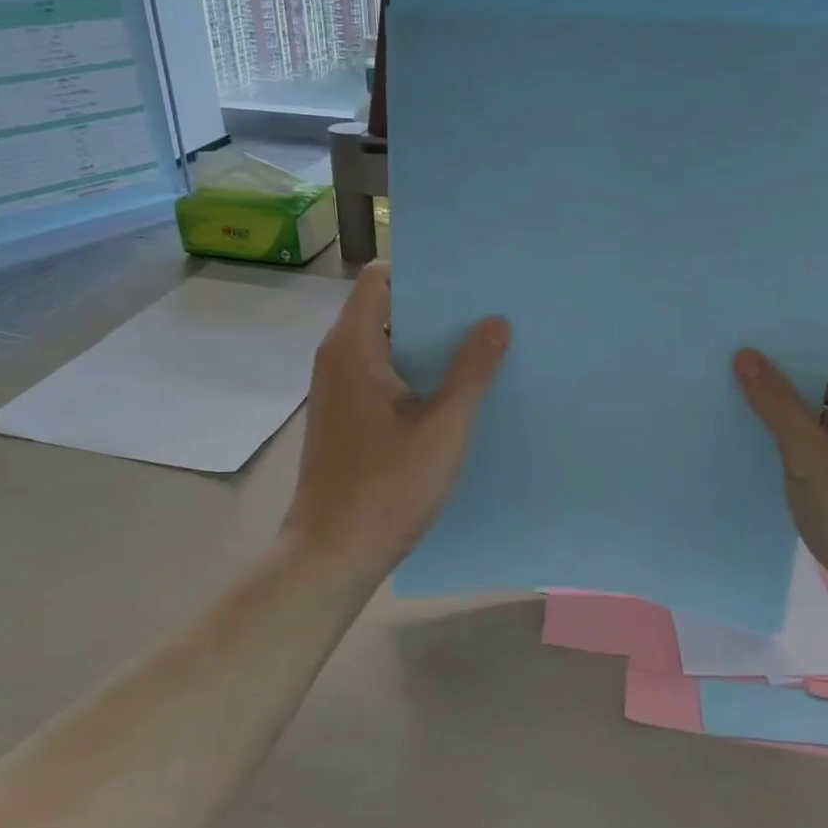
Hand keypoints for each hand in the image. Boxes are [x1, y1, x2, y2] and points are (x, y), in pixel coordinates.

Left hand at [283, 262, 509, 576]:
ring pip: (387, 344)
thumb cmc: (387, 487)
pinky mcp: (345, 415)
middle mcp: (338, 358)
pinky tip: (454, 389)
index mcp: (353, 347)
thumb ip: (472, 370)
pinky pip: (382, 374)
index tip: (467, 281)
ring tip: (481, 345)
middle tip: (488, 311)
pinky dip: (415, 372)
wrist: (331, 554)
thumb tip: (496, 322)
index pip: (379, 279)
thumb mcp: (444, 427)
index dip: (421, 273)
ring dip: (428, 344)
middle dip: (435, 308)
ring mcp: (338, 389)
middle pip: (386, 308)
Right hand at [735, 306, 827, 640]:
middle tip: (719, 343)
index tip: (745, 308)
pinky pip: (817, 433)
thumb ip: (776, 402)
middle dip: (776, 353)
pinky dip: (786, 429)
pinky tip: (741, 428)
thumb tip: (745, 355)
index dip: (796, 311)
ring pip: (816, 401)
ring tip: (719, 380)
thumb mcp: (813, 455)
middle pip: (825, 359)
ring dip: (777, 395)